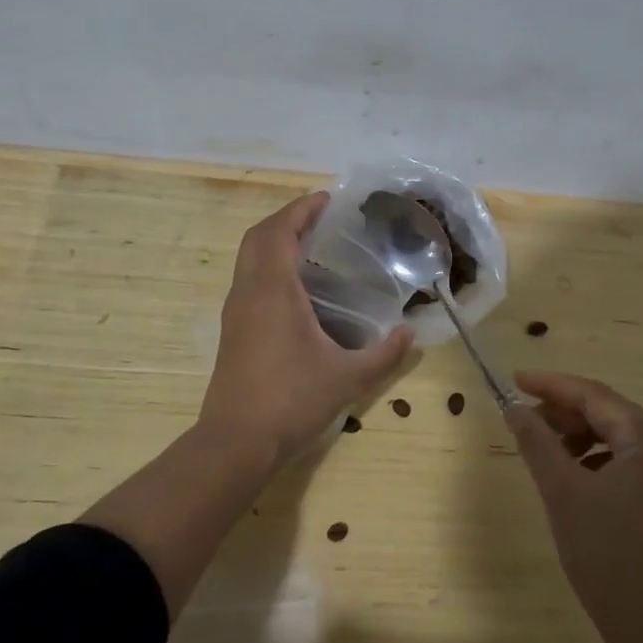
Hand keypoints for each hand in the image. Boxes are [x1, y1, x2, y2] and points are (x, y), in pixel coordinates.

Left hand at [199, 192, 413, 472]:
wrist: (235, 442)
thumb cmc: (291, 400)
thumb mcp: (347, 378)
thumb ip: (384, 354)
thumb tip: (410, 334)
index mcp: (273, 290)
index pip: (280, 231)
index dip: (301, 209)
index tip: (327, 199)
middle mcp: (248, 292)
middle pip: (258, 237)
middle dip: (286, 218)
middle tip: (320, 217)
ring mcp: (235, 312)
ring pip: (248, 258)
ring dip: (273, 241)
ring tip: (310, 244)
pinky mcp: (232, 330)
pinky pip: (247, 279)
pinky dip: (267, 264)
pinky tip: (295, 286)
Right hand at [506, 371, 642, 642]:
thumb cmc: (607, 559)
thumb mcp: (562, 494)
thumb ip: (537, 442)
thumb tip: (515, 407)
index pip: (595, 396)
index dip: (552, 385)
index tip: (516, 380)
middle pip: (612, 413)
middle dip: (567, 413)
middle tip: (526, 420)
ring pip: (623, 438)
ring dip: (584, 436)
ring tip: (549, 451)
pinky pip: (635, 462)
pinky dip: (603, 460)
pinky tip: (579, 477)